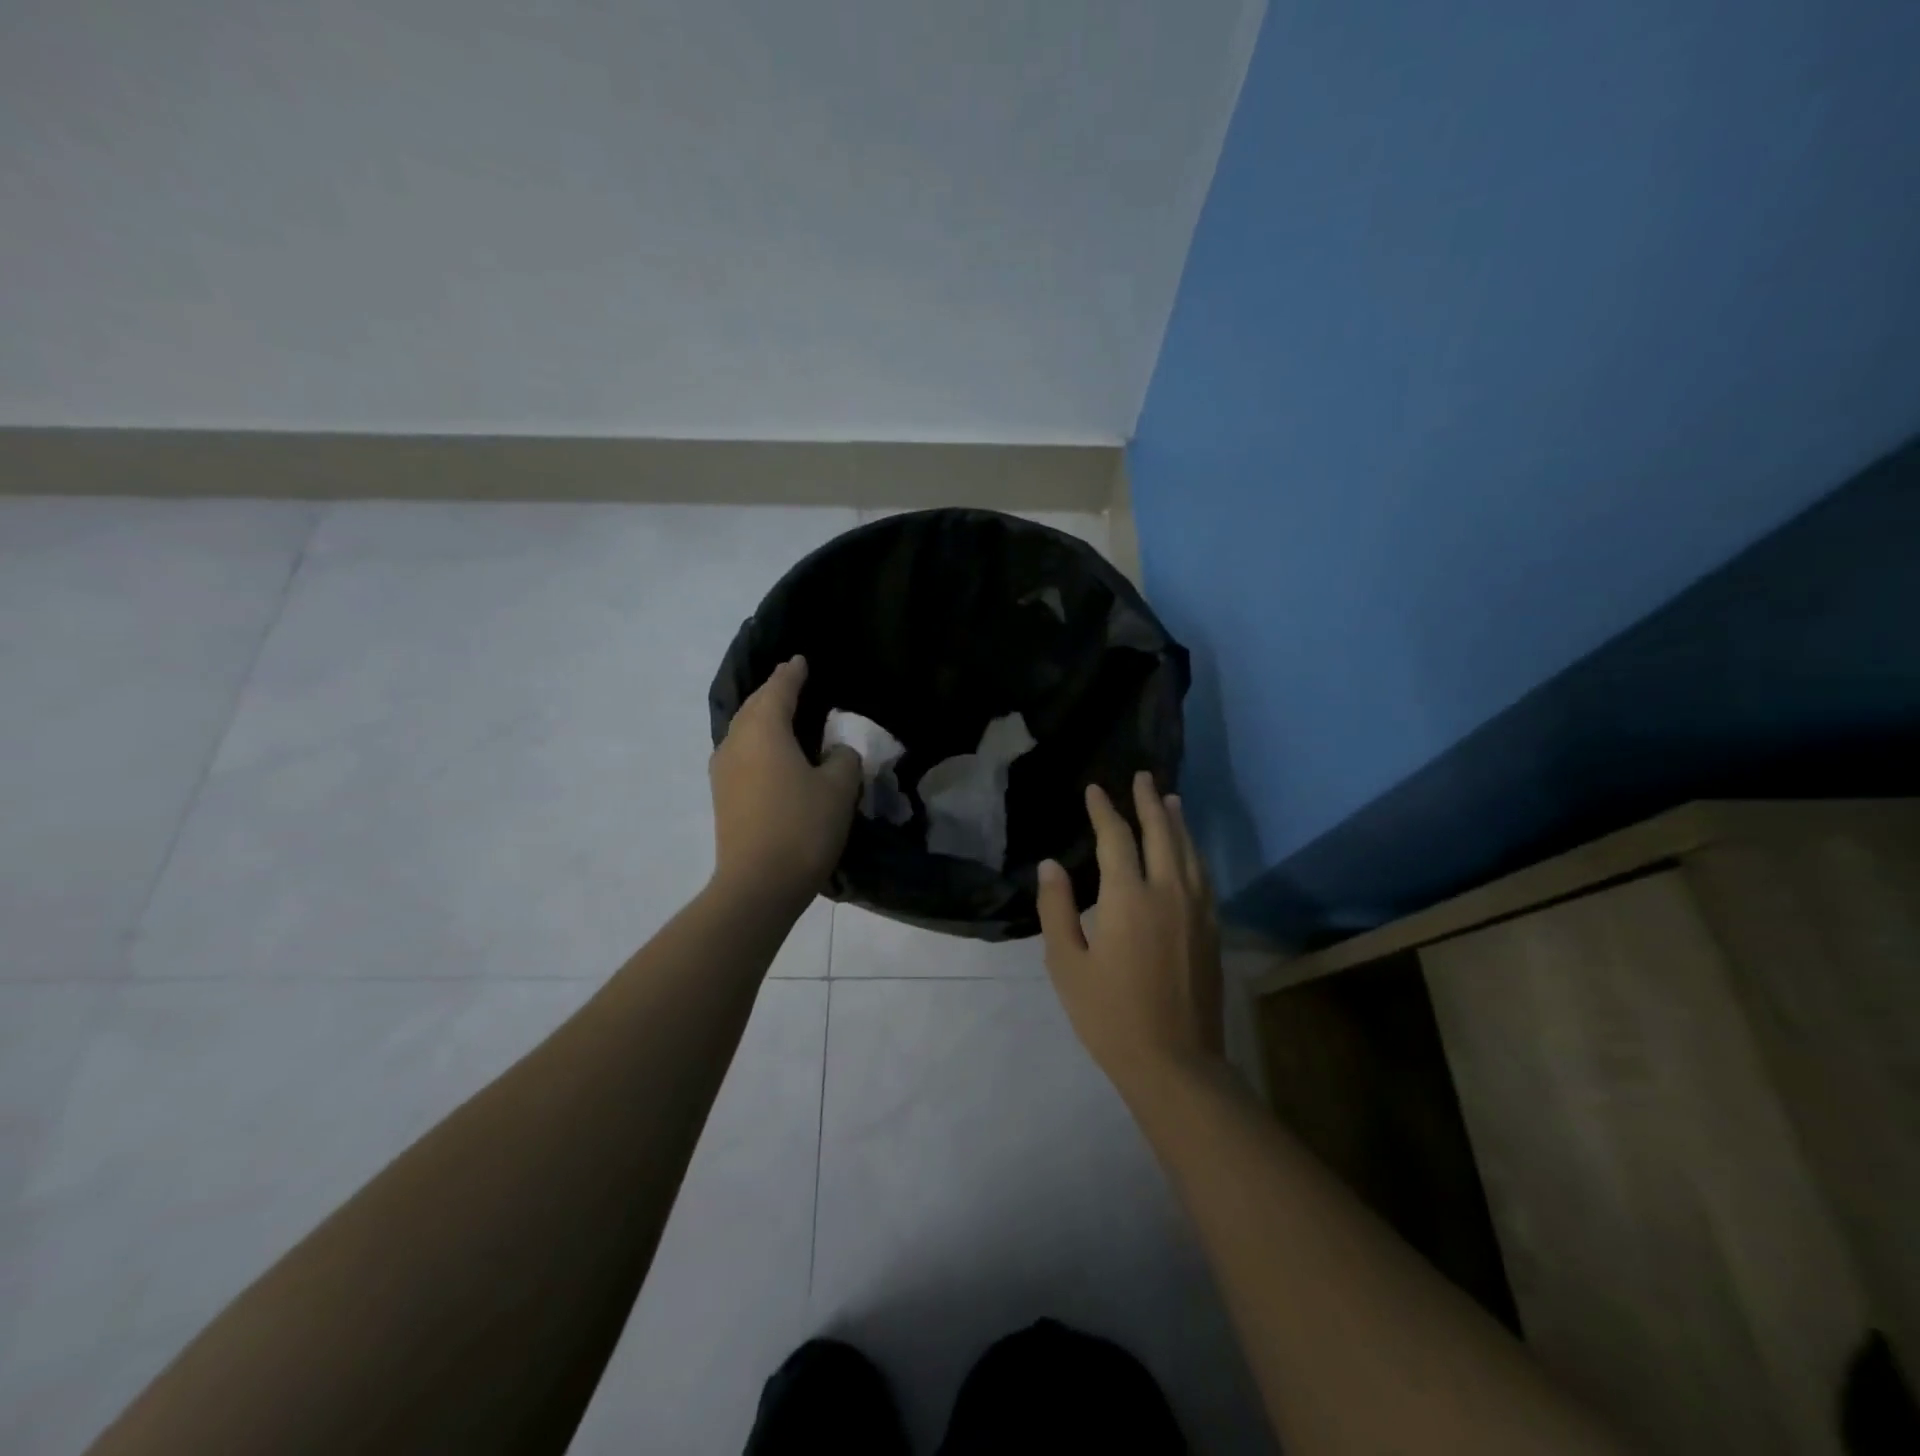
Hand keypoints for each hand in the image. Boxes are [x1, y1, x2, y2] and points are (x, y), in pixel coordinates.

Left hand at [709, 656, 861, 908]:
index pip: (779, 689)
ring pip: (745, 730)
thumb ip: (843, 758)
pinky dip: (759, 742)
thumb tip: (834, 752)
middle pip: (755, 706)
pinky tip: (775, 753)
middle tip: (794, 681)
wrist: (758, 885)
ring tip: (786, 715)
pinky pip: (742, 753)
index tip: (801, 660)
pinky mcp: (723, 795)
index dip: (792, 673)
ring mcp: (723, 770)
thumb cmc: (802, 827)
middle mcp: (736, 741)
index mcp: (763, 730)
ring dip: (764, 718)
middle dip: (774, 691)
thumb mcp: (839, 788)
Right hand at [1037, 772, 1224, 1092]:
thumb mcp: (1067, 964)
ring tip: (1171, 799)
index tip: (1095, 789)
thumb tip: (1051, 864)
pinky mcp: (1212, 930)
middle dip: (1149, 802)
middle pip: (1161, 833)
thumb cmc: (1110, 1015)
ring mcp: (1196, 910)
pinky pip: (1203, 876)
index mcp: (1128, 898)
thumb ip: (1057, 909)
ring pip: (1189, 851)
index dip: (1104, 810)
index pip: (1117, 838)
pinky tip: (1190, 851)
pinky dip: (1194, 852)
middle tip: (1142, 777)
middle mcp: (1168, 892)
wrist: (1175, 1062)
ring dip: (1178, 822)